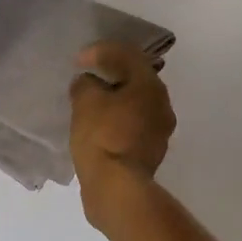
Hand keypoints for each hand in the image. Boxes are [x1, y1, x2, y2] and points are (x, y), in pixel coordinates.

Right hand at [70, 41, 175, 216]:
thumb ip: (86, 84)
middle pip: (136, 79)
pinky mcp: (150, 153)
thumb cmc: (102, 137)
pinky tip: (98, 126)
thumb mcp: (85, 101)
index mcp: (150, 86)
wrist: (117, 189)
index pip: (128, 55)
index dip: (101, 51)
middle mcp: (162, 105)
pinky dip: (117, 120)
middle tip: (87, 77)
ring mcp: (160, 131)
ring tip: (90, 103)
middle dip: (111, 75)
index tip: (79, 60)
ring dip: (115, 99)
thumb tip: (89, 83)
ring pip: (136, 104)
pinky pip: (132, 125)